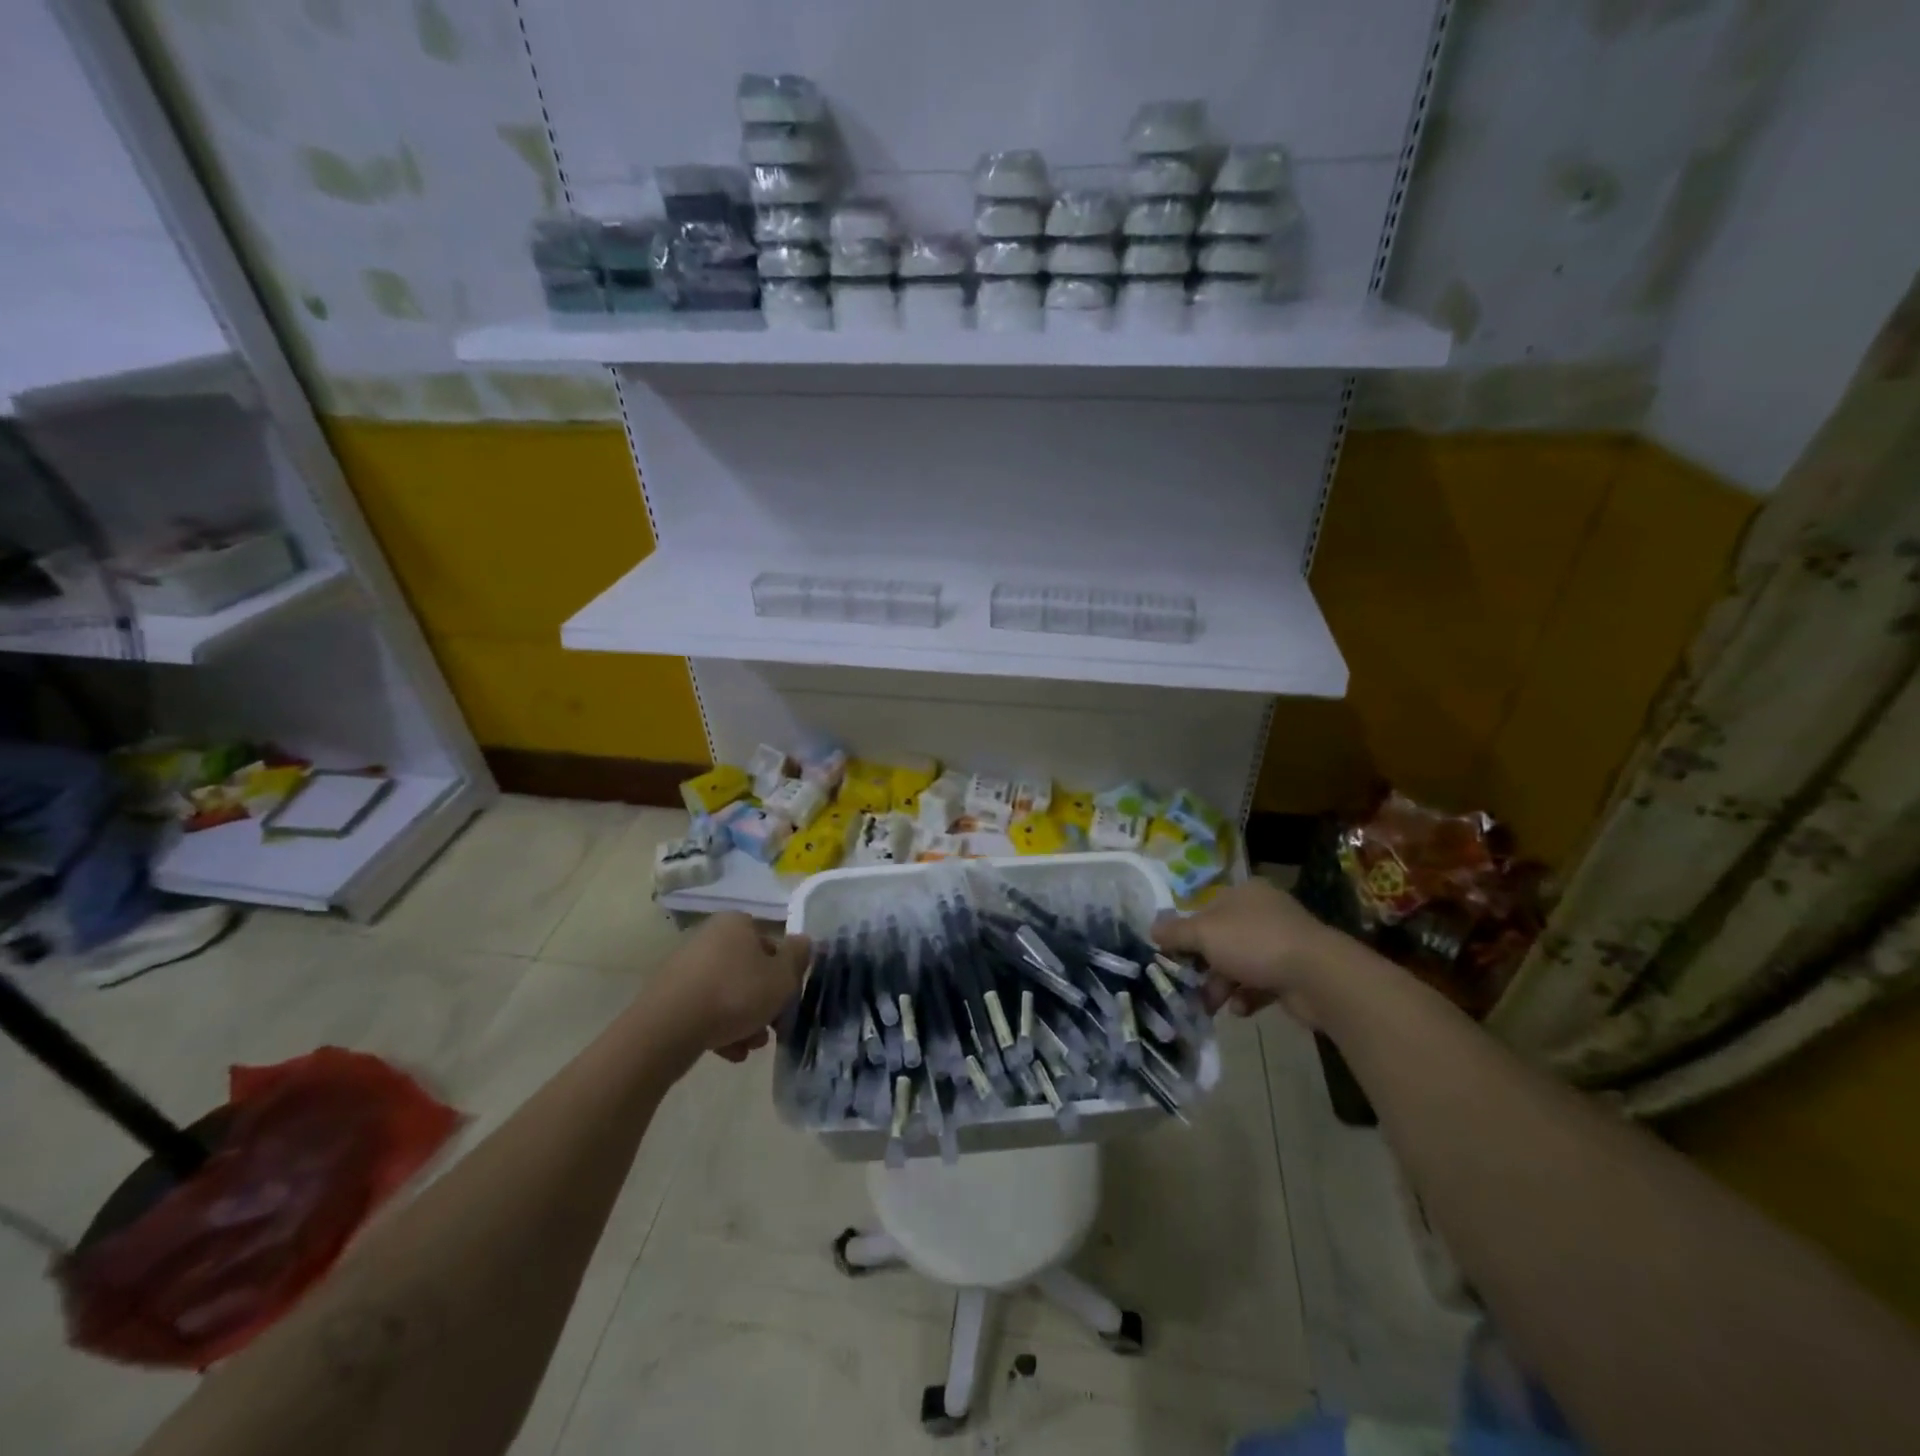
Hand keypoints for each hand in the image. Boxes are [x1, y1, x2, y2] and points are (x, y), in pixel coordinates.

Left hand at [646, 913, 809, 1061]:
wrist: (668, 1028)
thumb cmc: (735, 994)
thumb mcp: (782, 977)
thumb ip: (798, 957)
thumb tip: (802, 942)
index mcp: (736, 924)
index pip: (771, 944)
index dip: (784, 974)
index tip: (787, 1001)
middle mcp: (709, 937)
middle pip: (749, 972)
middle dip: (763, 1004)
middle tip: (772, 1029)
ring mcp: (685, 967)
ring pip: (727, 994)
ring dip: (744, 1020)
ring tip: (748, 1047)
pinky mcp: (668, 996)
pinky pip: (704, 1009)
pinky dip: (719, 1028)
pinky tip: (728, 1053)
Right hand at [1151, 878, 1341, 1026]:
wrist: (1318, 976)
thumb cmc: (1254, 943)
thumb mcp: (1205, 933)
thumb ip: (1176, 932)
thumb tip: (1151, 928)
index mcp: (1244, 894)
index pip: (1206, 910)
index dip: (1187, 933)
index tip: (1172, 957)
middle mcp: (1264, 913)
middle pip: (1222, 940)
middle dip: (1204, 966)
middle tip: (1187, 986)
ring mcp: (1282, 943)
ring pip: (1239, 964)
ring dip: (1221, 986)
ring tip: (1210, 1006)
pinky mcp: (1294, 973)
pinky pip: (1261, 984)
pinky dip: (1246, 997)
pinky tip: (1240, 1009)